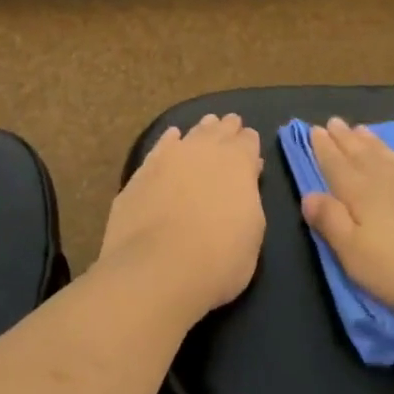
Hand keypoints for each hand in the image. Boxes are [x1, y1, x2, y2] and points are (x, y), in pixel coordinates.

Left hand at [98, 114, 264, 317]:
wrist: (157, 268)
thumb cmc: (219, 259)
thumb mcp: (252, 232)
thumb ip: (248, 199)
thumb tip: (244, 180)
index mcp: (238, 163)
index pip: (248, 142)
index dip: (249, 143)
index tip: (250, 144)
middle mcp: (204, 151)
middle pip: (218, 131)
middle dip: (226, 130)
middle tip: (230, 125)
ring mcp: (168, 158)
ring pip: (189, 135)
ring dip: (200, 131)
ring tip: (205, 127)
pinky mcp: (140, 173)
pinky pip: (160, 148)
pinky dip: (168, 142)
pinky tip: (171, 140)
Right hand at [302, 118, 393, 343]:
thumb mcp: (358, 258)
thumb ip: (332, 224)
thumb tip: (309, 195)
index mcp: (364, 197)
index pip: (337, 167)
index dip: (324, 149)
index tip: (313, 129)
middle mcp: (392, 184)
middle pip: (363, 157)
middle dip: (345, 141)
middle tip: (334, 122)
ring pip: (391, 158)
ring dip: (373, 144)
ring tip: (362, 129)